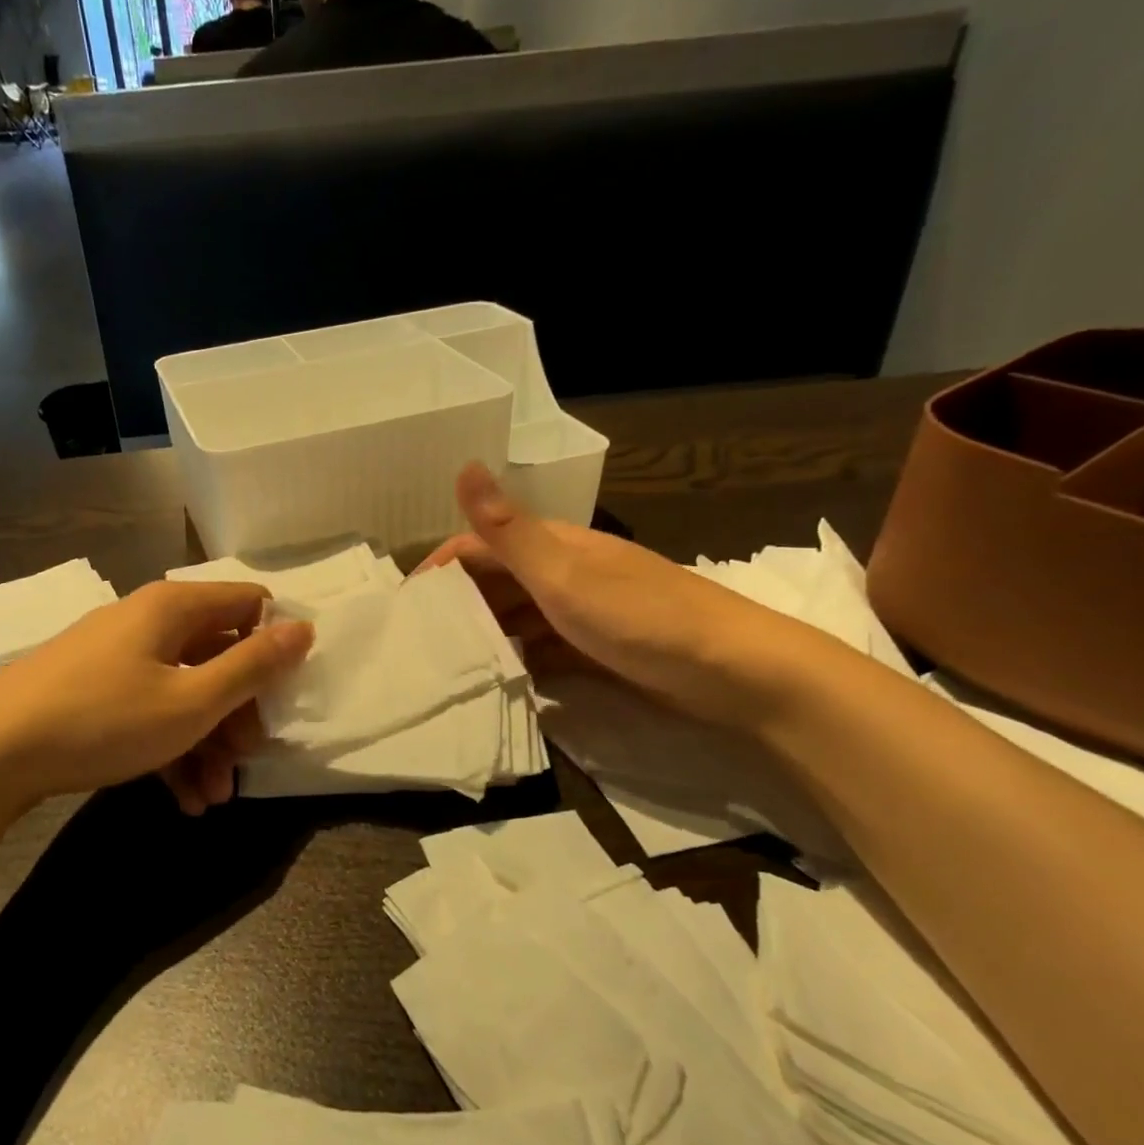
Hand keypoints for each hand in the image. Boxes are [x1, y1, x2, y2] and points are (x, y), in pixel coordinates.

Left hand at [0, 581, 313, 813]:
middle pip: (218, 654)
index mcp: (175, 608)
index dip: (276, 644)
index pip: (249, 604)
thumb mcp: (191, 701)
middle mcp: (148, 622)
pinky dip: (172, 748)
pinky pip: (150, 711)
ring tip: (214, 797)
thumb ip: (253, 666)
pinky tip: (183, 798)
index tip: (285, 695)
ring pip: (185, 691)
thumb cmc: (103, 718)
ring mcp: (118, 658)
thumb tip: (305, 628)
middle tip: (247, 760)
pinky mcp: (95, 692)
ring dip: (208, 742)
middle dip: (239, 712)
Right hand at [417, 464, 819, 728]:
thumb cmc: (641, 618)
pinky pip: (545, 648)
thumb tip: (463, 465)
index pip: (481, 545)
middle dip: (458, 604)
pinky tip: (500, 679)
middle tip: (418, 641)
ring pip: (520, 616)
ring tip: (447, 663)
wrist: (736, 672)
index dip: (441, 566)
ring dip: (486, 633)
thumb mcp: (564, 575)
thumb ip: (509, 530)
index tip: (407, 603)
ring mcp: (585, 612)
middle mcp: (566, 573)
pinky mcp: (600, 649)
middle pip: (498, 581)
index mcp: (556, 546)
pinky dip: (520, 659)